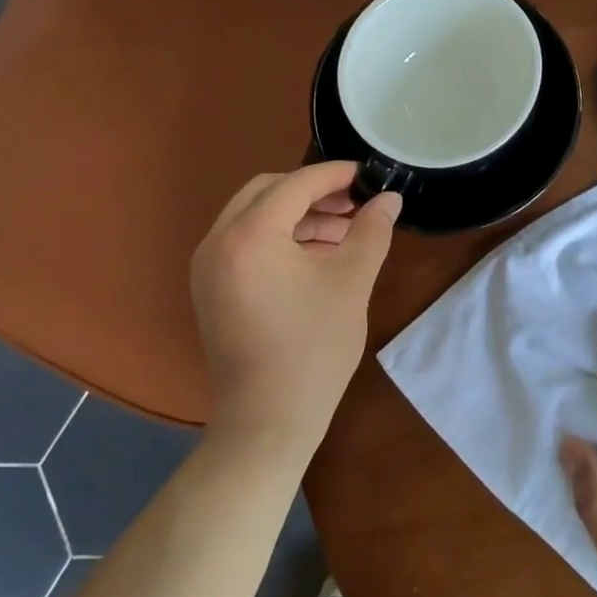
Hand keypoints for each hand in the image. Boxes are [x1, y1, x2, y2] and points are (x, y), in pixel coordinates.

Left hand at [190, 162, 401, 453]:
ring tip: (343, 232)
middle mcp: (218, 240)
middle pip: (267, 192)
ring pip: (254, 216)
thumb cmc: (313, 350)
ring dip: (297, 215)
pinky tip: (315, 255)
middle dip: (312, 192)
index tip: (366, 174)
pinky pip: (244, 242)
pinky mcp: (209, 287)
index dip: (334, 175)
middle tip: (353, 204)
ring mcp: (207, 265)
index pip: (295, 184)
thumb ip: (371, 232)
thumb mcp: (350, 284)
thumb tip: (390, 199)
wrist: (266, 422)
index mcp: (249, 234)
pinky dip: (278, 238)